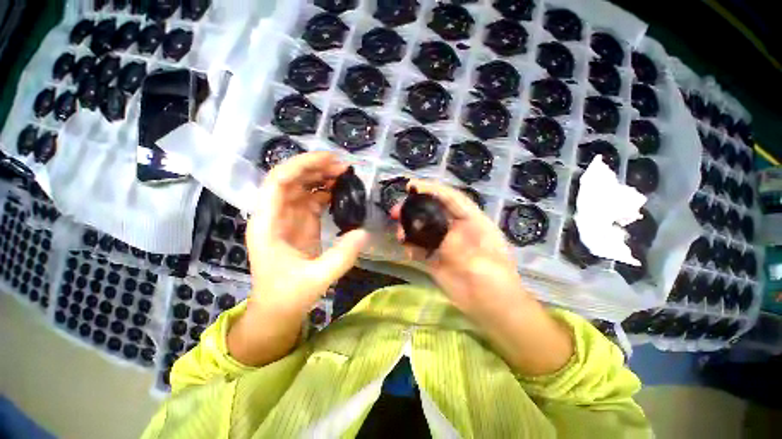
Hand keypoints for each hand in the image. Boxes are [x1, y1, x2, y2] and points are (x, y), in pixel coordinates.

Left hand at [228, 152, 367, 365]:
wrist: (277, 311)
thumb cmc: (288, 297)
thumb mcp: (316, 279)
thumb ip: (342, 257)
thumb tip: (364, 232)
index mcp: (268, 225)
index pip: (278, 182)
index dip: (301, 165)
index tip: (329, 160)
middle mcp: (274, 216)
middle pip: (290, 180)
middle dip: (314, 168)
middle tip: (343, 166)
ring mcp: (287, 219)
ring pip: (301, 188)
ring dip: (320, 178)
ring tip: (344, 174)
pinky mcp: (300, 225)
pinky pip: (311, 201)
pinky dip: (325, 192)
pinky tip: (339, 191)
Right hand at [390, 180, 524, 320]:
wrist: (494, 311)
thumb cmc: (497, 284)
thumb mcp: (482, 262)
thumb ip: (459, 246)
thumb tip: (439, 234)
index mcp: (474, 222)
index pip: (452, 199)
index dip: (432, 189)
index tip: (412, 186)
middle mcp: (458, 230)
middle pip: (433, 211)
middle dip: (414, 208)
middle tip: (395, 211)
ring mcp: (446, 245)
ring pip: (424, 229)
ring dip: (409, 228)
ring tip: (399, 234)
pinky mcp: (437, 259)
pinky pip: (421, 248)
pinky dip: (412, 247)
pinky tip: (407, 251)